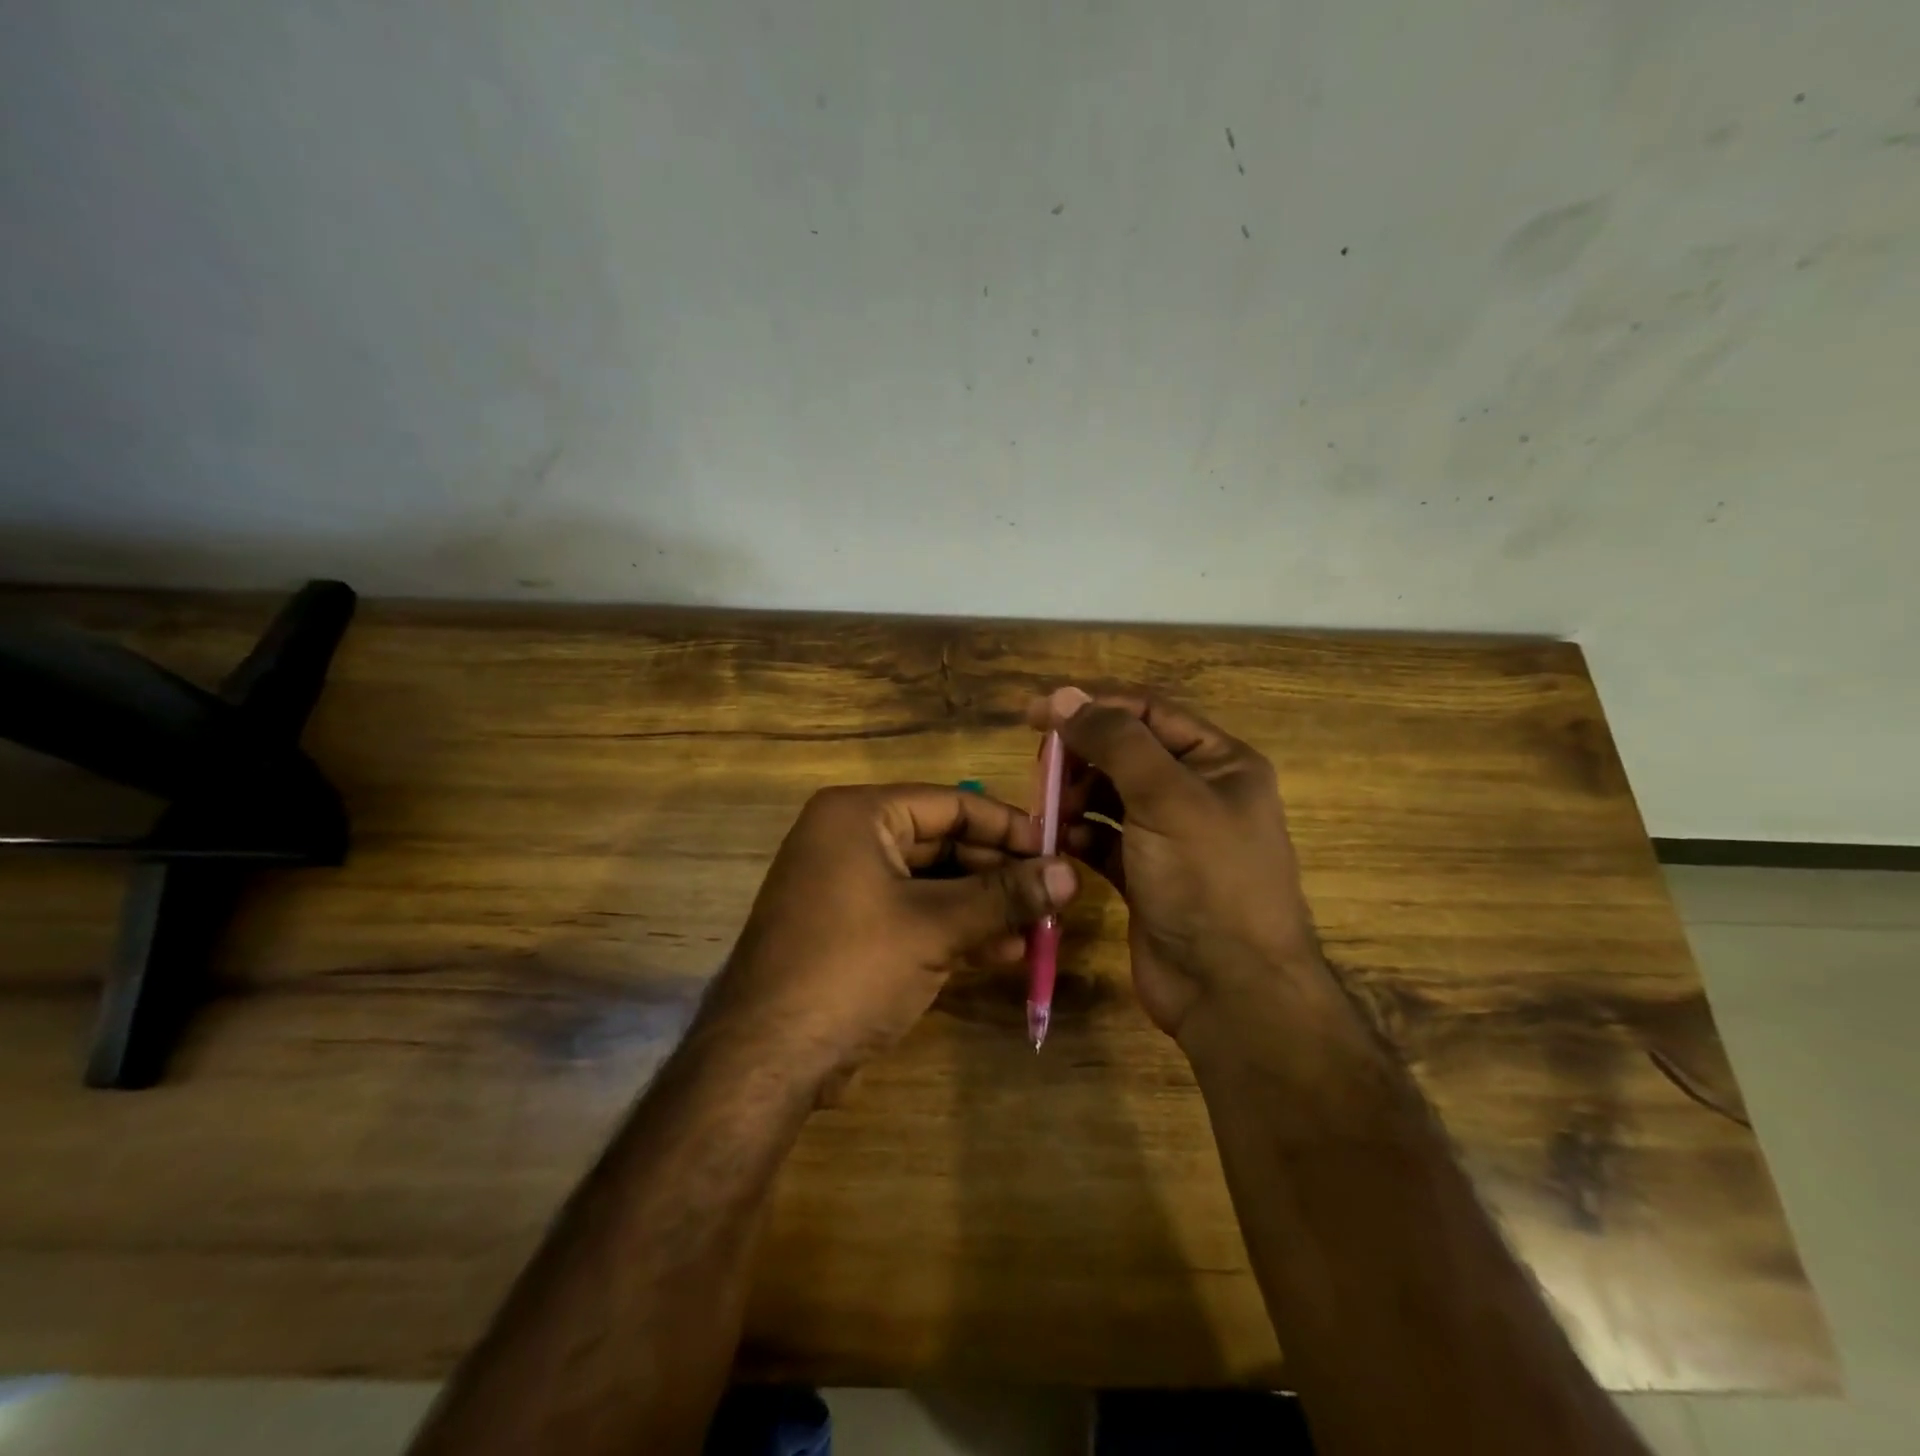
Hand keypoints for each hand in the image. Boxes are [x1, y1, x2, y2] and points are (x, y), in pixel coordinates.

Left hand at [700, 784, 1078, 1087]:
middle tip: (1053, 897)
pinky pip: (914, 913)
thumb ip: (1005, 895)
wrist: (767, 1058)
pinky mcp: (851, 928)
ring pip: (933, 883)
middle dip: (999, 873)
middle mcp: (850, 838)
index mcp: (859, 814)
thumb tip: (1072, 873)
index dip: (1009, 827)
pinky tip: (1002, 952)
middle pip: (943, 842)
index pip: (952, 803)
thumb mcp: (936, 926)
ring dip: (984, 906)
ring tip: (1038, 930)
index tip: (1057, 851)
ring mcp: (847, 885)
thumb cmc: (852, 967)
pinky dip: (955, 929)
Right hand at [1027, 686, 1331, 1046]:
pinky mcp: (1145, 874)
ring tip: (1049, 811)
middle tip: (1041, 770)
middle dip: (1081, 756)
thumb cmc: (1207, 882)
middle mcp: (1197, 792)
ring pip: (1110, 795)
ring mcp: (1170, 836)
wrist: (1230, 991)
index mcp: (1220, 762)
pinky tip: (1060, 842)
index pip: (1148, 713)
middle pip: (1125, 752)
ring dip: (1076, 796)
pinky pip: (1104, 838)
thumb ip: (1115, 741)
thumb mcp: (1166, 798)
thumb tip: (1064, 696)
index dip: (1092, 707)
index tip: (1035, 713)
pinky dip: (1080, 834)